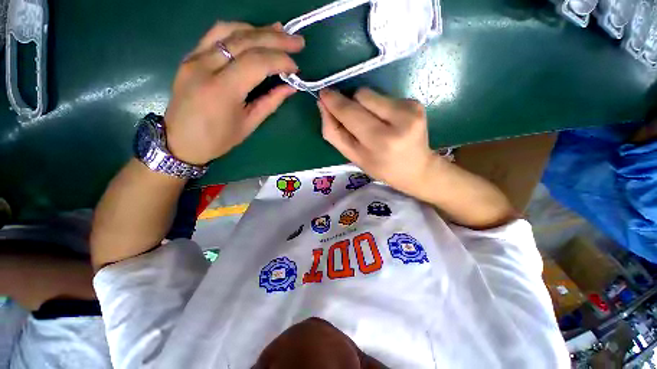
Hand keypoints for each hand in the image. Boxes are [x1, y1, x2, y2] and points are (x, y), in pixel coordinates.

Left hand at [164, 22, 304, 164]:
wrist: (180, 141)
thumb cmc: (217, 139)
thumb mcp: (249, 124)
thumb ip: (270, 102)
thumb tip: (290, 88)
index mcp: (222, 90)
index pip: (256, 63)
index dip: (280, 60)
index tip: (296, 67)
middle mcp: (205, 67)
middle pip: (245, 41)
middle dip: (276, 39)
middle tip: (297, 41)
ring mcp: (194, 58)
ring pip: (229, 30)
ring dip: (258, 29)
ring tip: (279, 31)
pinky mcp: (190, 56)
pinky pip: (216, 35)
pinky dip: (239, 30)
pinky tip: (254, 33)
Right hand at [318, 88, 439, 196]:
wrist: (416, 169)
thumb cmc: (381, 167)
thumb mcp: (354, 157)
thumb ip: (335, 133)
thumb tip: (323, 104)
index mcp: (381, 140)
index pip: (351, 113)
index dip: (335, 102)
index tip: (323, 94)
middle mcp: (400, 120)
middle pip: (361, 95)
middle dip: (348, 102)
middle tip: (348, 117)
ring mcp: (410, 108)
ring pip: (371, 93)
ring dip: (363, 105)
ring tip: (371, 123)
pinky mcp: (415, 102)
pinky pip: (383, 96)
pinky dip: (377, 106)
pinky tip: (385, 122)